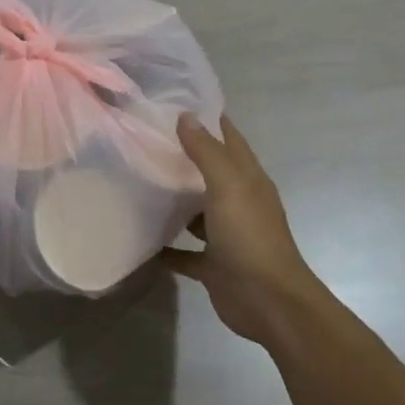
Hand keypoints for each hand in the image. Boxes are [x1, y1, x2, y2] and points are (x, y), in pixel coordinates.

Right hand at [160, 114, 329, 343]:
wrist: (268, 302)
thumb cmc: (250, 236)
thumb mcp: (228, 186)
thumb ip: (206, 151)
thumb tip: (186, 116)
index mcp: (248, 179)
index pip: (229, 139)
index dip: (208, 119)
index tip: (175, 102)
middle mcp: (238, 202)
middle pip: (209, 172)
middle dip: (182, 157)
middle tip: (144, 140)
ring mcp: (225, 234)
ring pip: (195, 211)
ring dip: (173, 201)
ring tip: (136, 183)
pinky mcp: (213, 264)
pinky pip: (183, 252)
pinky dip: (165, 247)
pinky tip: (139, 238)